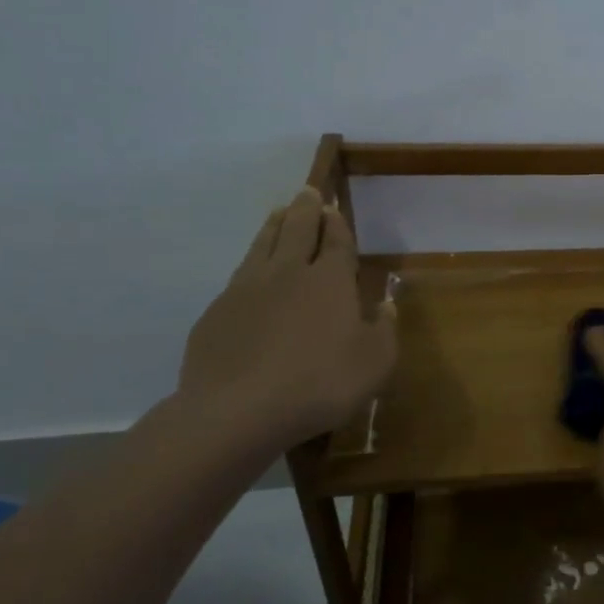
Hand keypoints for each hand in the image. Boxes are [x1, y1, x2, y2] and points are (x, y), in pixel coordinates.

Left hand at [178, 188, 397, 451]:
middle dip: (306, 209)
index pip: (336, 241)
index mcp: (330, 281)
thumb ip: (384, 329)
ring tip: (279, 212)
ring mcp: (247, 290)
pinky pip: (239, 276)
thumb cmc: (321, 384)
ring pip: (263, 245)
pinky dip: (251, 263)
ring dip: (275, 225)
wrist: (238, 411)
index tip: (334, 207)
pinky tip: (251, 272)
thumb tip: (386, 303)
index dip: (337, 223)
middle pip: (298, 230)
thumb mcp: (375, 363)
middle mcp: (288, 273)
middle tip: (308, 192)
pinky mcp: (217, 312)